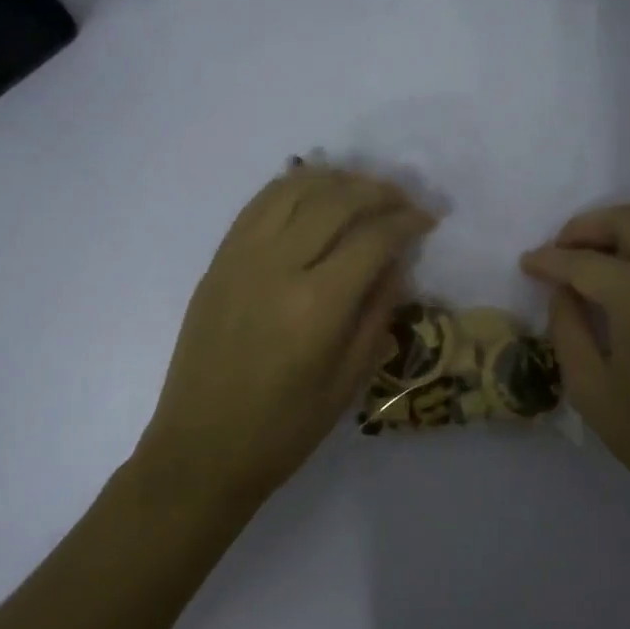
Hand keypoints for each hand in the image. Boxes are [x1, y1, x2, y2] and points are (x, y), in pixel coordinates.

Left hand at [135, 164, 435, 514]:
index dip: (407, 221)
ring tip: (364, 190)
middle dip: (378, 191)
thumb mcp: (348, 382)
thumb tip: (397, 264)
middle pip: (335, 200)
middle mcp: (276, 267)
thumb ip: (377, 315)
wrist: (201, 449)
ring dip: (336, 180)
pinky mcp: (218, 261)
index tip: (428, 219)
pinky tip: (314, 194)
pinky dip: (293, 187)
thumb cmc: (283, 430)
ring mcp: (240, 258)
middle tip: (404, 200)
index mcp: (316, 306)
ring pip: (294, 189)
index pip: (372, 238)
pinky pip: (259, 204)